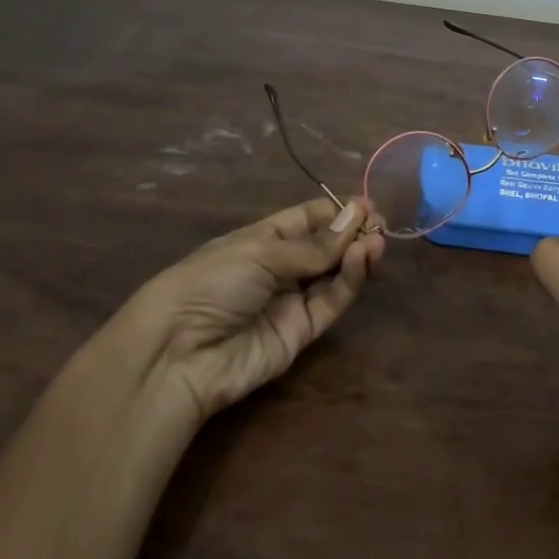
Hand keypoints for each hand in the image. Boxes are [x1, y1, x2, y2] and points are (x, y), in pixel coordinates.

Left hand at [117, 198, 383, 425]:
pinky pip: (332, 300)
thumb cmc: (211, 283)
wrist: (179, 354)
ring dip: (356, 255)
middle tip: (378, 223)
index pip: (307, 219)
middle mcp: (280, 267)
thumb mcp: (260, 253)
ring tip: (375, 240)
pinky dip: (350, 280)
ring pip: (334, 273)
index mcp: (262, 239)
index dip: (336, 211)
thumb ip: (313, 244)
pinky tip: (361, 259)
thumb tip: (357, 216)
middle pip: (326, 246)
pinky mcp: (303, 332)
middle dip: (352, 232)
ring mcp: (292, 300)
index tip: (366, 204)